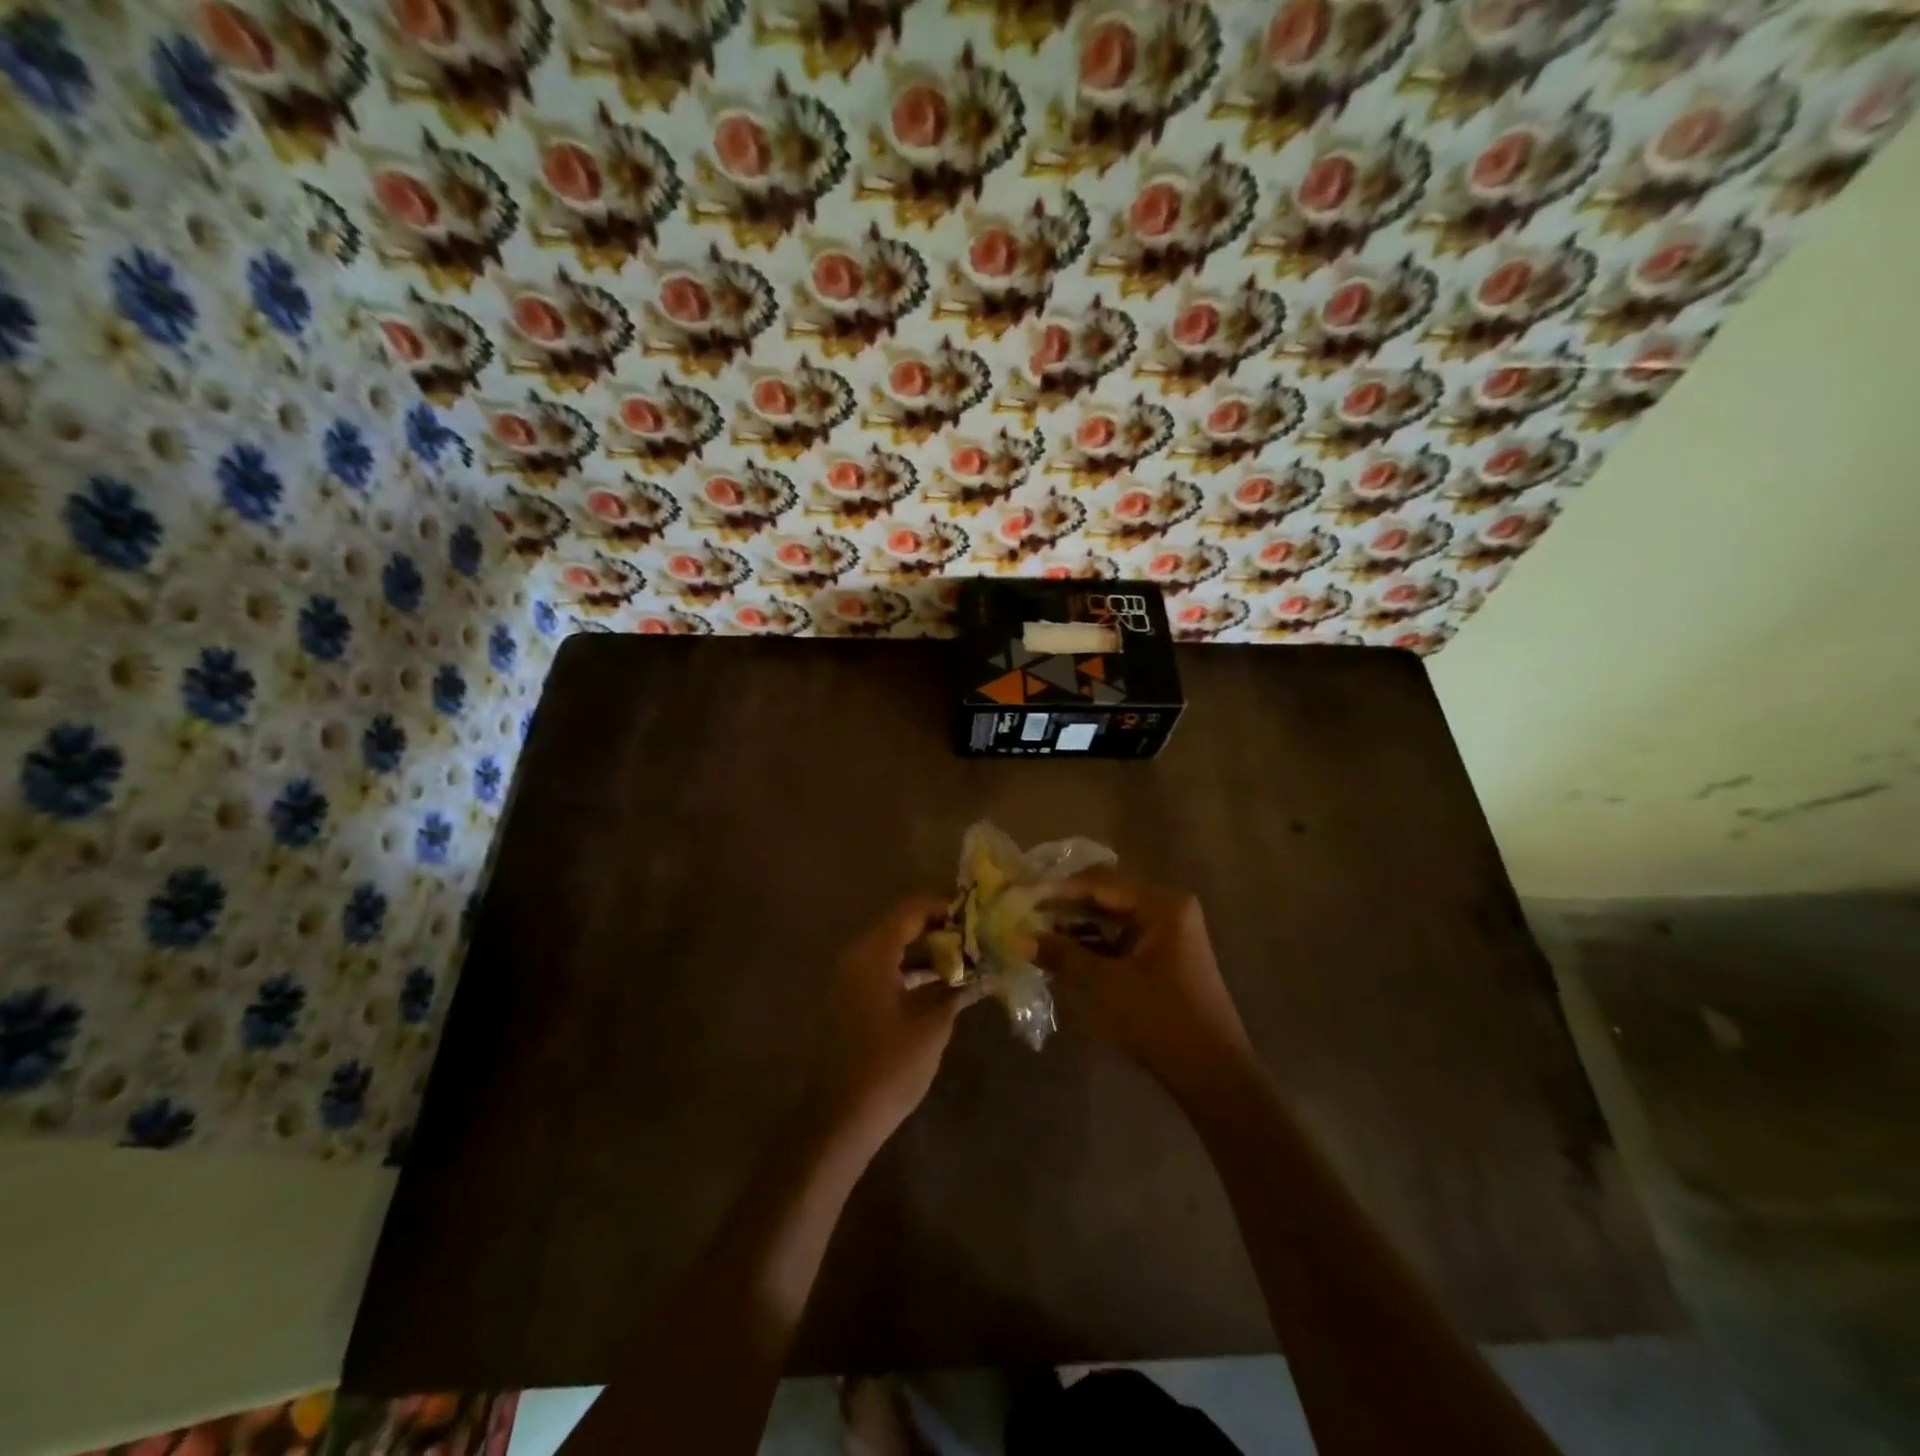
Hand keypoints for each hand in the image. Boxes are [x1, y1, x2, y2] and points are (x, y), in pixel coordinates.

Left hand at [807, 896, 981, 1147]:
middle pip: (903, 926)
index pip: (913, 909)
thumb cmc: (889, 1065)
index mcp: (873, 952)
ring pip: (895, 950)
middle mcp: (857, 956)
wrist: (840, 1118)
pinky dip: (913, 972)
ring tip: (970, 960)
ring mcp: (851, 979)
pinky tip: (944, 985)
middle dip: (942, 930)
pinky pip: (886, 971)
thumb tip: (991, 973)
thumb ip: (960, 989)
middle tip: (979, 938)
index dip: (946, 907)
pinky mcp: (852, 1001)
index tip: (979, 913)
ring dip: (930, 953)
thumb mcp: (933, 1023)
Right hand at [1037, 872, 1253, 1098]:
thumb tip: (1019, 938)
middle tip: (1024, 912)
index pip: (1099, 882)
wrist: (1212, 1075)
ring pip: (1111, 919)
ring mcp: (1167, 934)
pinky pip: (1120, 939)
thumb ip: (1062, 954)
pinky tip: (1062, 954)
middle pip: (1106, 895)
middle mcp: (1167, 909)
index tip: (1021, 894)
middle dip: (1065, 906)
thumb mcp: (1104, 984)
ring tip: (1035, 932)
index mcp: (1161, 904)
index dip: (1057, 889)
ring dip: (1076, 927)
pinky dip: (1093, 945)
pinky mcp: (1163, 959)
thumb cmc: (1159, 1019)